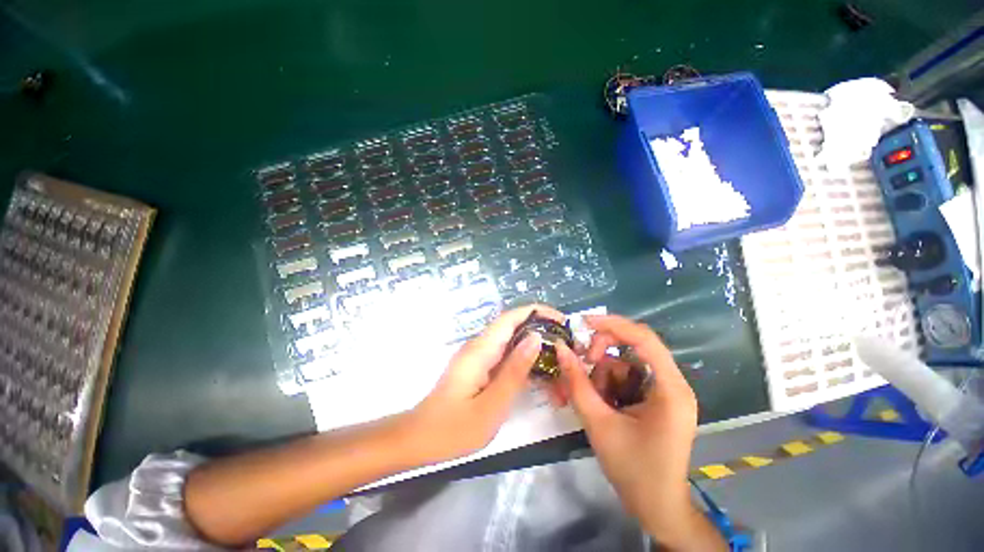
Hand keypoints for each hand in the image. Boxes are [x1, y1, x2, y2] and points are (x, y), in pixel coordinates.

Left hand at [407, 305, 563, 463]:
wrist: (420, 438)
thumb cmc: (454, 428)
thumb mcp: (492, 404)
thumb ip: (515, 370)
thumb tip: (536, 338)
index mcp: (481, 349)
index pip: (511, 317)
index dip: (537, 312)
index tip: (561, 320)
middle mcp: (480, 346)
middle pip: (513, 326)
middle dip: (541, 331)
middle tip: (566, 347)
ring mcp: (478, 356)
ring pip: (511, 342)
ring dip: (534, 348)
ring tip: (558, 364)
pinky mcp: (479, 367)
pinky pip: (505, 356)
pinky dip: (524, 361)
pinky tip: (538, 376)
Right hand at [554, 315, 708, 546]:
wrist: (657, 507)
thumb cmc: (633, 470)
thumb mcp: (598, 423)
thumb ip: (576, 383)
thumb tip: (560, 348)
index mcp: (669, 389)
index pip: (643, 339)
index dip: (612, 325)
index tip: (583, 323)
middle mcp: (673, 383)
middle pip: (634, 346)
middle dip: (604, 351)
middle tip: (583, 363)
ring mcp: (667, 391)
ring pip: (626, 362)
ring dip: (604, 374)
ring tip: (595, 401)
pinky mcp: (658, 398)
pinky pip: (628, 376)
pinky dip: (610, 383)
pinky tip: (604, 404)